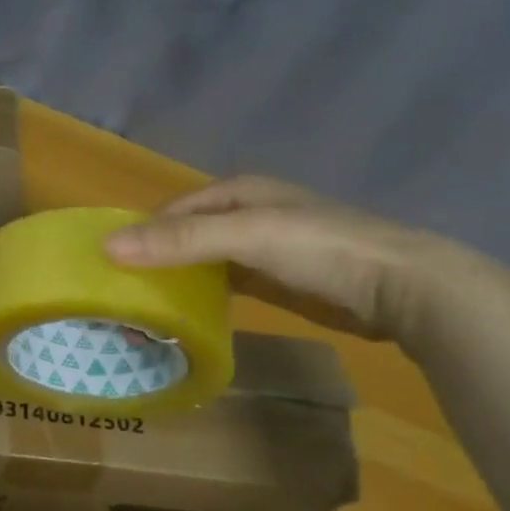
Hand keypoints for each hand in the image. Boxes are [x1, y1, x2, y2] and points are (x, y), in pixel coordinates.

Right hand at [104, 176, 509, 347]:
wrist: (402, 287)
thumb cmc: (320, 248)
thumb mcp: (245, 236)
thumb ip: (179, 241)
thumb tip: (107, 246)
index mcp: (236, 192)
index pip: (170, 212)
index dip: (139, 235)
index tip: (108, 269)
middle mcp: (244, 215)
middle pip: (183, 236)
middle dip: (153, 261)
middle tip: (122, 296)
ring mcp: (261, 249)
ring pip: (201, 263)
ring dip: (174, 282)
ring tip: (143, 311)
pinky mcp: (274, 281)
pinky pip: (223, 286)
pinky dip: (201, 298)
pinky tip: (183, 317)